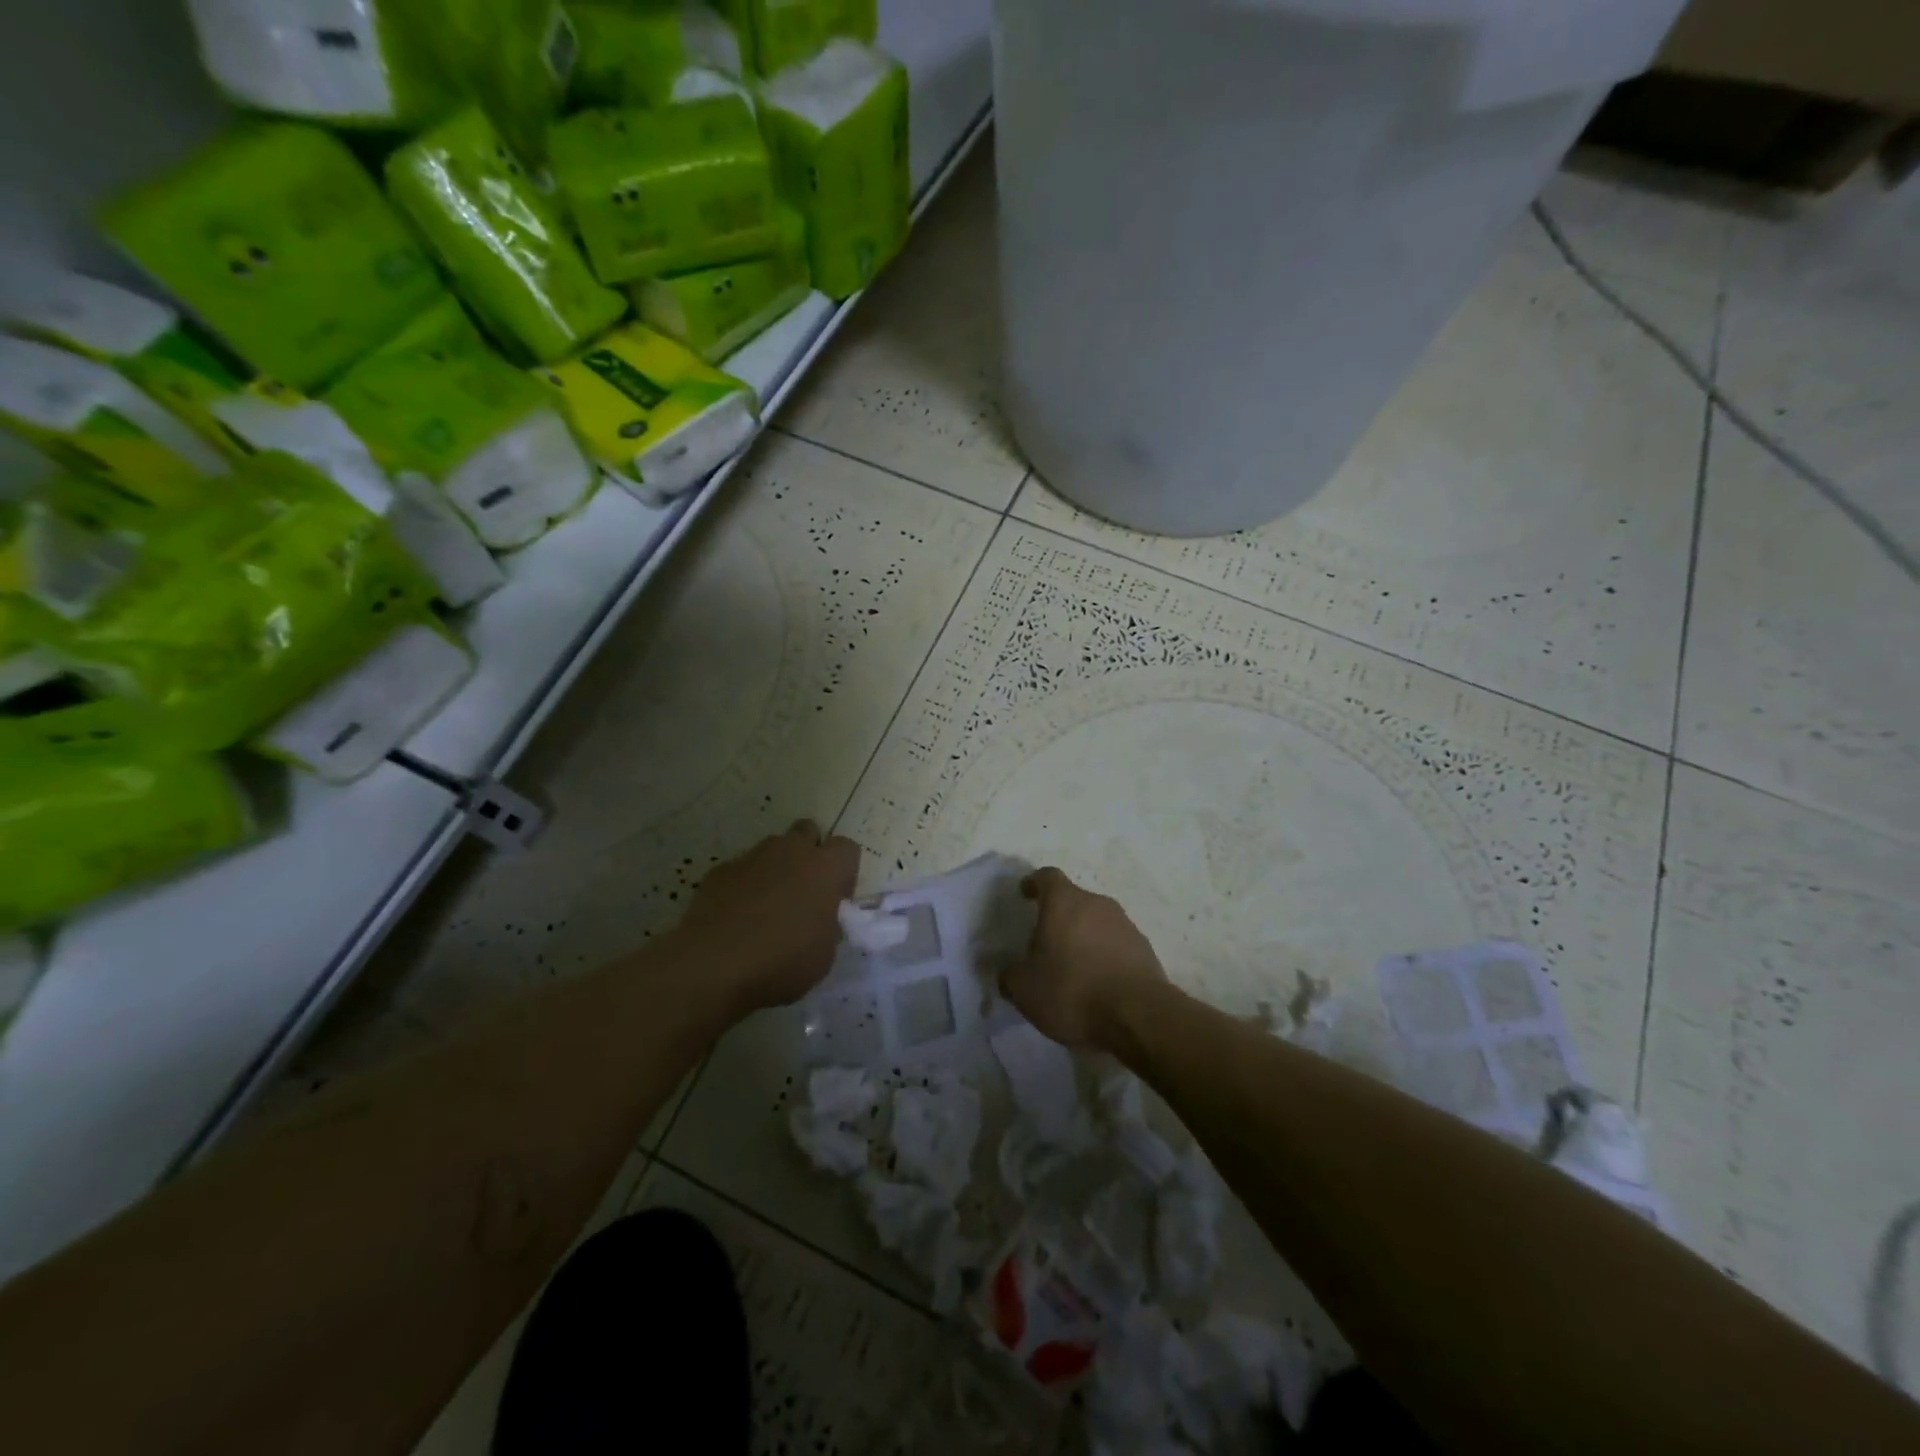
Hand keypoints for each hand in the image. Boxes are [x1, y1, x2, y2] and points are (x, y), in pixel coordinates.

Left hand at [679, 821, 860, 1014]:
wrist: (713, 966)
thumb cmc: (782, 962)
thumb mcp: (825, 954)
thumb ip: (828, 925)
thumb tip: (819, 918)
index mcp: (825, 869)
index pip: (847, 848)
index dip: (844, 873)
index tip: (835, 900)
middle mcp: (790, 851)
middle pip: (808, 831)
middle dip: (809, 854)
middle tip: (803, 892)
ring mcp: (751, 857)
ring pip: (772, 849)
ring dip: (775, 869)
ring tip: (766, 908)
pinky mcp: (719, 871)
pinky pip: (740, 870)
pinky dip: (743, 886)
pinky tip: (735, 918)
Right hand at [1000, 867, 1168, 1049]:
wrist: (1138, 1015)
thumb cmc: (1072, 990)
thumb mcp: (1025, 989)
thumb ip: (1010, 975)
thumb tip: (1008, 972)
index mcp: (1064, 902)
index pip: (1047, 877)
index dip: (1034, 883)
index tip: (1025, 893)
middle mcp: (1097, 904)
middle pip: (1074, 900)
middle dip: (1059, 917)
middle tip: (1045, 942)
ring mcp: (1125, 925)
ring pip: (1097, 922)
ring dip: (1084, 937)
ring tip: (1073, 967)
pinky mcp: (1145, 949)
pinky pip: (1116, 945)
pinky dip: (1104, 956)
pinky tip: (1097, 984)